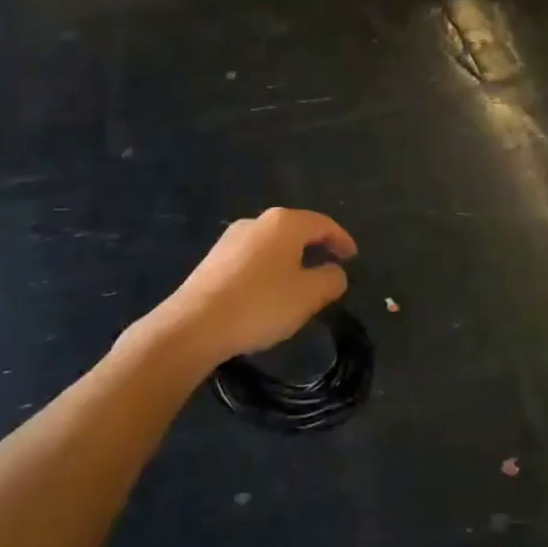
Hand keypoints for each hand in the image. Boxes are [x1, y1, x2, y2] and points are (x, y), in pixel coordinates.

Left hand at [158, 208, 355, 367]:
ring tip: (300, 285)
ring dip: (290, 260)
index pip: (323, 224)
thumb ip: (330, 280)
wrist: (194, 324)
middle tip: (330, 268)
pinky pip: (252, 258)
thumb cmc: (260, 305)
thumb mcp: (308, 296)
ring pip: (272, 244)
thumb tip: (335, 272)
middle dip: (315, 248)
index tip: (353, 257)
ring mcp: (232, 238)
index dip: (342, 239)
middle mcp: (257, 221)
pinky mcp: (214, 259)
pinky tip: (267, 294)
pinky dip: (268, 270)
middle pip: (296, 230)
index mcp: (284, 223)